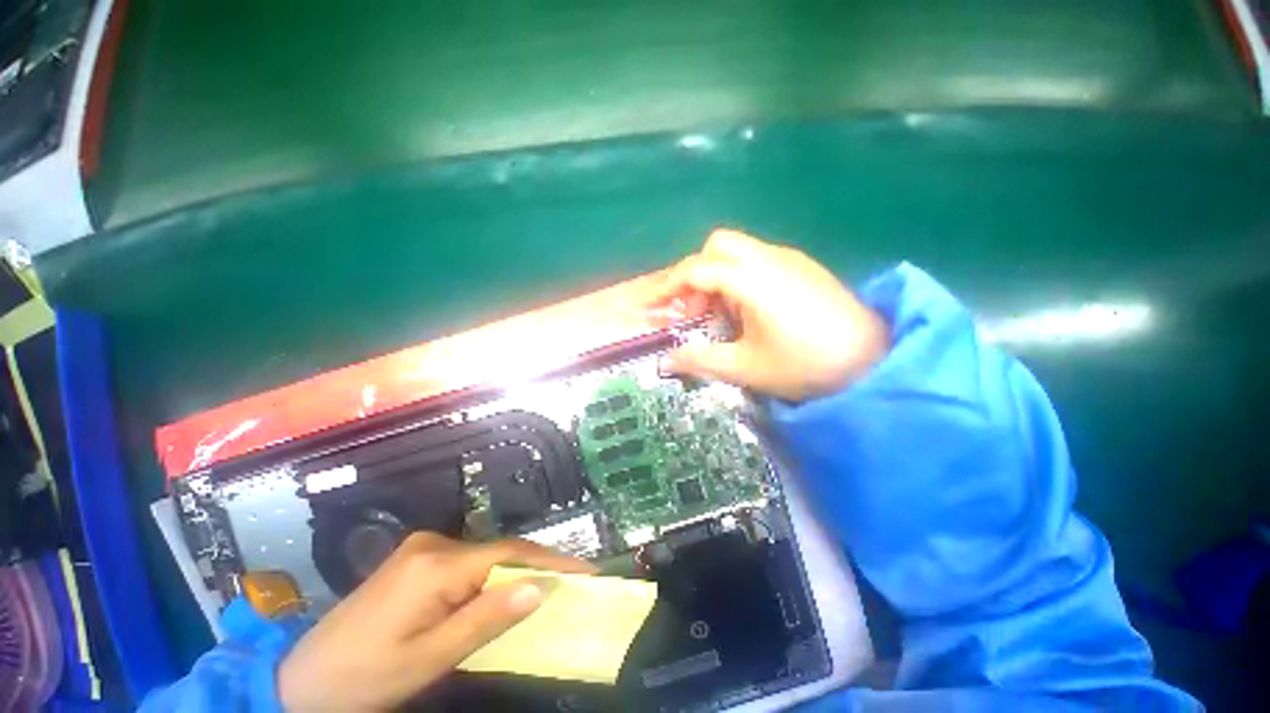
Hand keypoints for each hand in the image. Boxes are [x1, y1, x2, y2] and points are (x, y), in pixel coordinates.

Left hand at [276, 533, 593, 711]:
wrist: (301, 679)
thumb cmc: (363, 678)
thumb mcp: (428, 659)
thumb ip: (485, 620)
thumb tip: (538, 589)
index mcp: (435, 564)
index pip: (509, 554)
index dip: (551, 561)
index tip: (586, 572)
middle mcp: (433, 543)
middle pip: (500, 553)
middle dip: (536, 569)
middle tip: (571, 587)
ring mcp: (423, 548)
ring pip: (486, 558)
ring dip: (514, 575)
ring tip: (543, 593)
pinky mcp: (417, 559)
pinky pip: (469, 564)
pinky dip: (491, 579)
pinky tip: (499, 596)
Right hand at [645, 229, 888, 401]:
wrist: (874, 362)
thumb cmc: (805, 365)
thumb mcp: (746, 367)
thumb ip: (700, 360)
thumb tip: (666, 360)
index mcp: (752, 280)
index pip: (696, 270)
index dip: (668, 287)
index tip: (652, 307)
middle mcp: (769, 258)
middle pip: (717, 245)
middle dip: (694, 273)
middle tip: (693, 309)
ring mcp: (789, 259)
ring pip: (737, 250)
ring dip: (717, 276)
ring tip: (719, 315)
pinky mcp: (802, 267)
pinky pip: (757, 260)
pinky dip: (738, 277)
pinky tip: (747, 310)